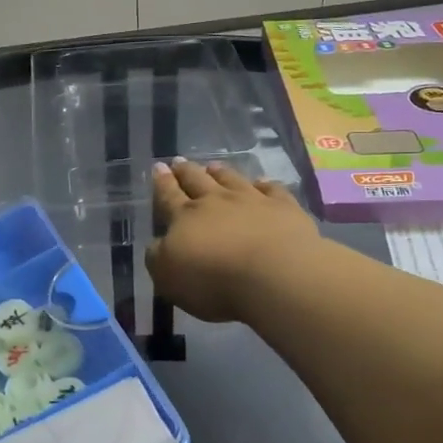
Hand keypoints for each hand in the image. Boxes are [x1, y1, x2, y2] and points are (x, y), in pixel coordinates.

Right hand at [145, 158, 318, 322]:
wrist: (273, 276)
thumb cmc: (213, 282)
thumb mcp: (168, 277)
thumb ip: (158, 256)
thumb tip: (159, 243)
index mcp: (185, 217)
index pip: (169, 196)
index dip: (162, 182)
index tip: (158, 167)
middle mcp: (217, 202)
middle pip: (198, 180)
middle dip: (186, 171)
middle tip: (179, 161)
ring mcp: (252, 201)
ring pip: (232, 179)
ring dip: (221, 172)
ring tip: (213, 165)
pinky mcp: (284, 208)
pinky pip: (272, 190)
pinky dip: (265, 184)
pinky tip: (262, 182)